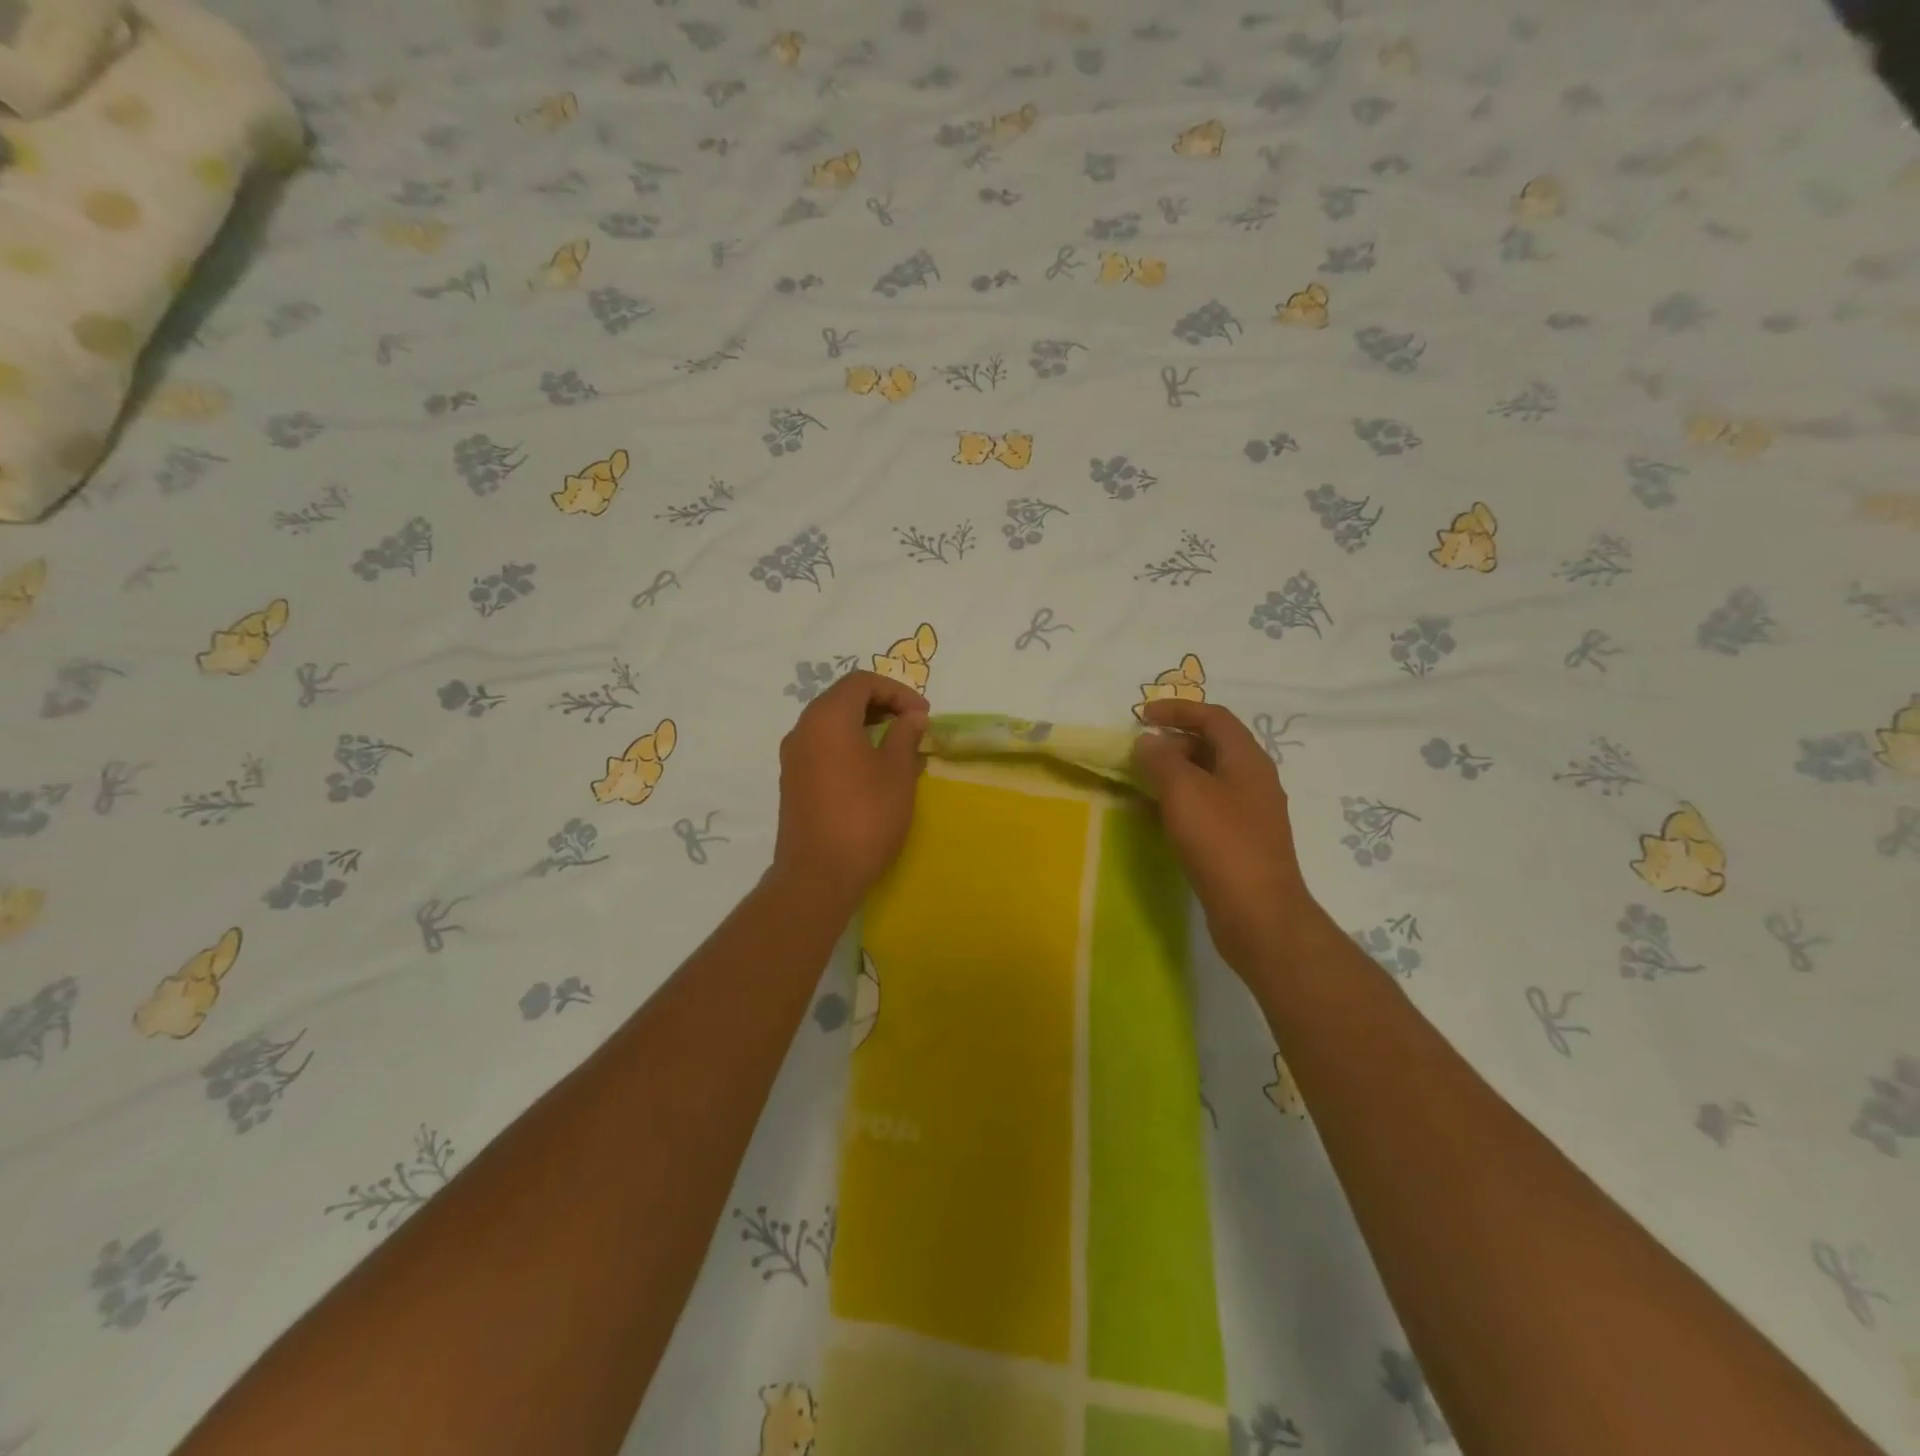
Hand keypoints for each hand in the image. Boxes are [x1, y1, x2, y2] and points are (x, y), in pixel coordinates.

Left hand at [771, 671, 928, 908]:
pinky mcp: (792, 782)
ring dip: (865, 726)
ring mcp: (793, 757)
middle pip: (843, 699)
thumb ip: (905, 735)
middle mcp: (803, 729)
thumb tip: (911, 717)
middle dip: (882, 705)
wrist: (818, 874)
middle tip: (913, 725)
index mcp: (827, 717)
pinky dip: (849, 745)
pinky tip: (873, 771)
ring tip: (897, 747)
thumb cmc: (865, 816)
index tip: (923, 714)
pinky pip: (822, 747)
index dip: (897, 691)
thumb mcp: (897, 772)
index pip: (862, 682)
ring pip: (831, 724)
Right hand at [1132, 699, 1313, 975]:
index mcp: (1247, 759)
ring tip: (1144, 783)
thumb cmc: (1221, 842)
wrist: (1258, 913)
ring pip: (1210, 778)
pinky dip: (1184, 802)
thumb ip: (1161, 759)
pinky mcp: (1243, 842)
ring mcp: (1252, 813)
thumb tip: (1148, 741)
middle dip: (1175, 742)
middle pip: (1214, 745)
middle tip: (1141, 753)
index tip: (1142, 716)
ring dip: (1177, 773)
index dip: (1177, 710)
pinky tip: (1162, 818)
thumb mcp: (1183, 791)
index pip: (1214, 717)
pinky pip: (1210, 807)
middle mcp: (1255, 780)